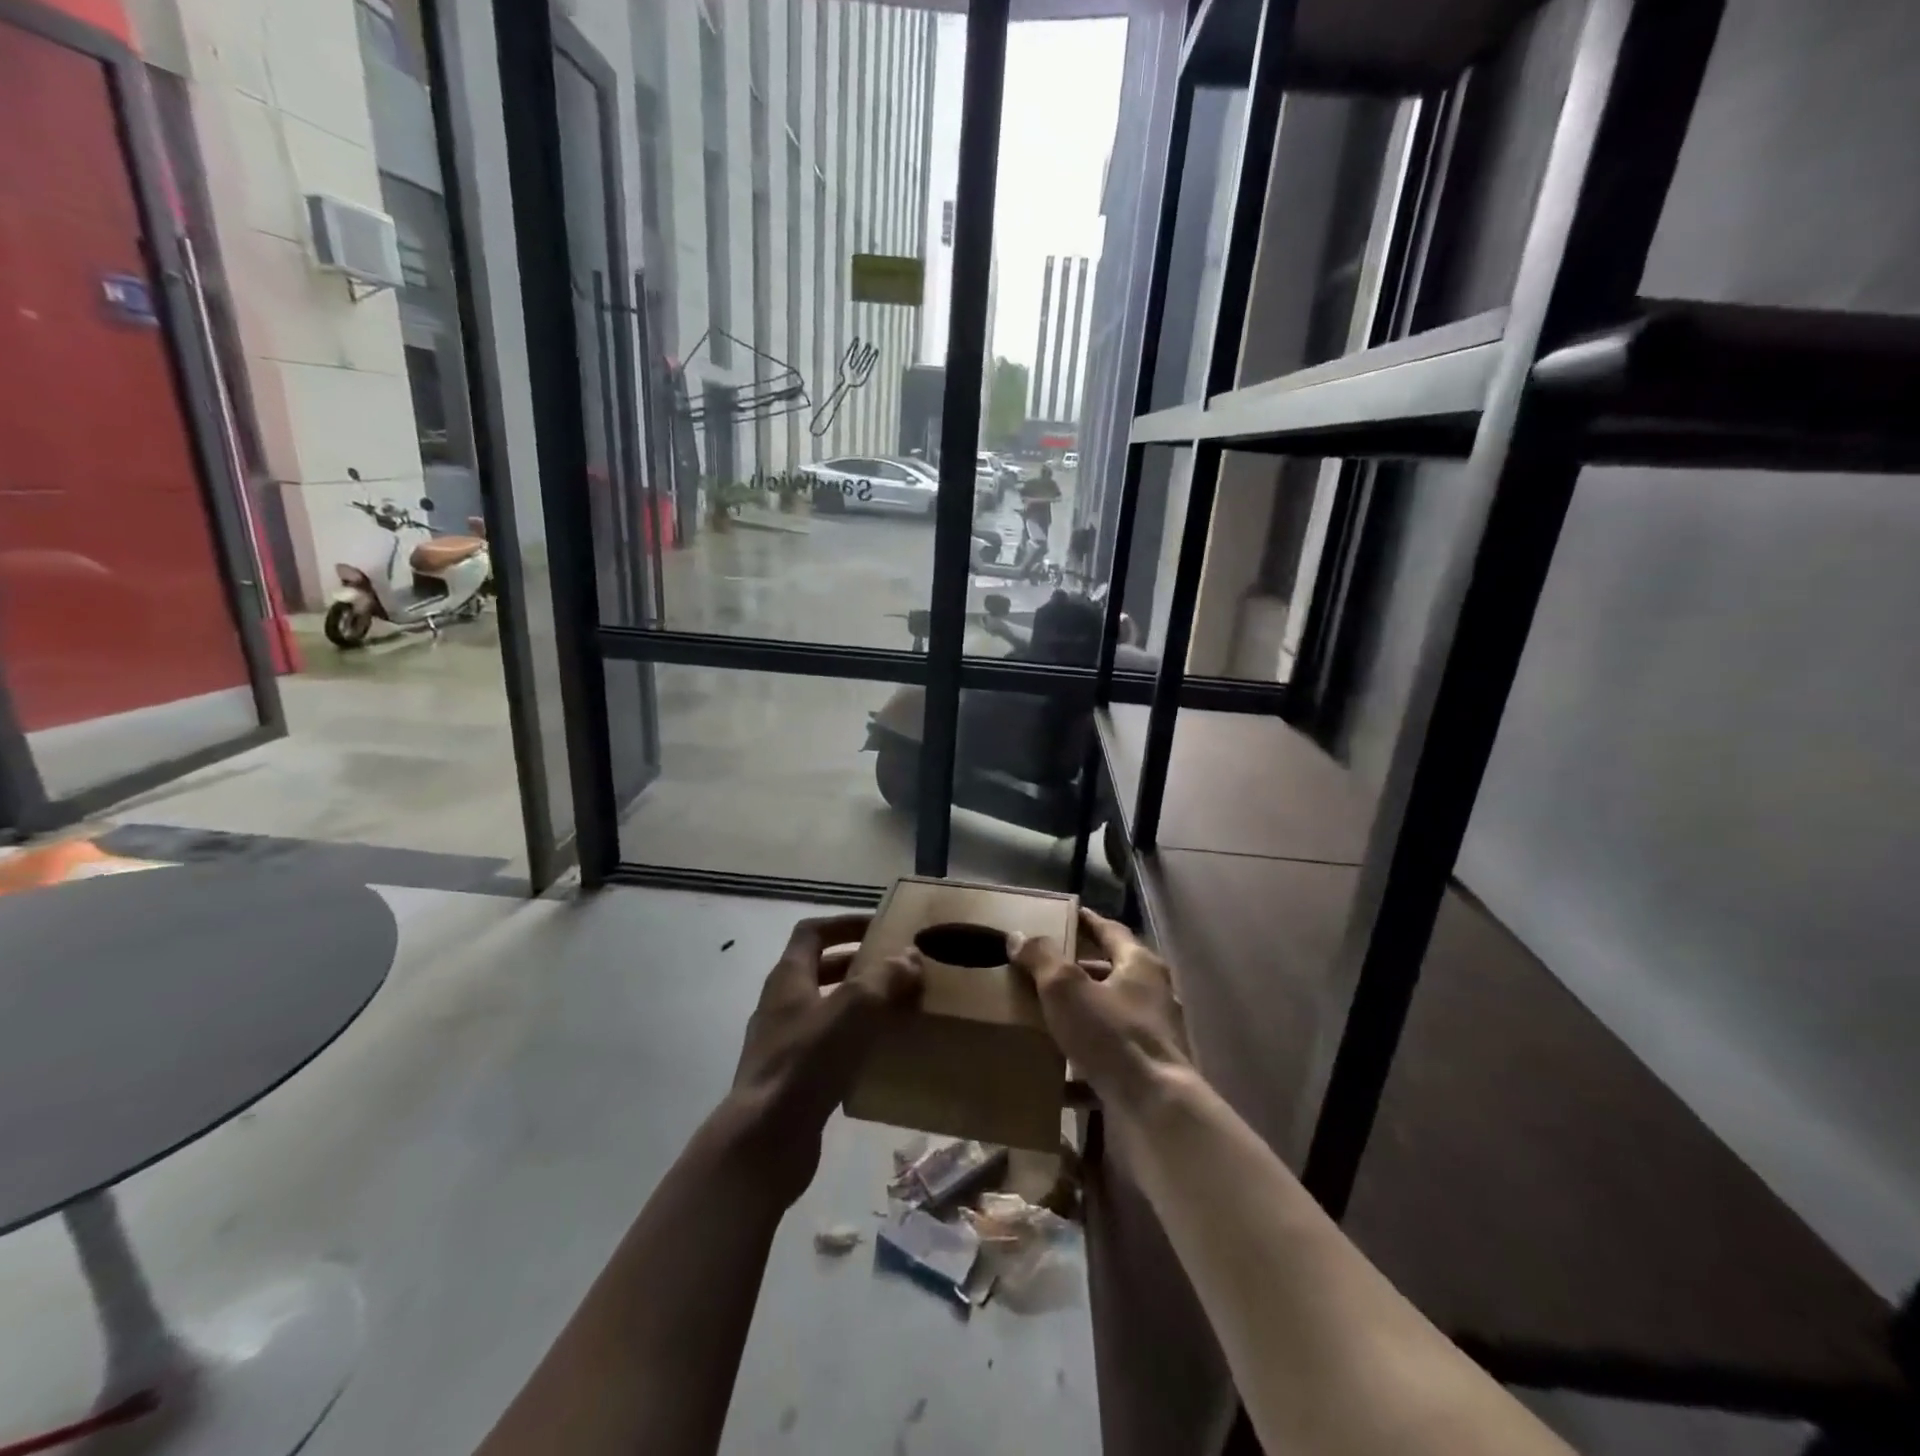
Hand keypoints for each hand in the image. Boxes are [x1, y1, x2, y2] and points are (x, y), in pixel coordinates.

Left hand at [725, 914, 921, 1205]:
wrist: (765, 1140)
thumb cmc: (808, 1060)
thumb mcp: (854, 1008)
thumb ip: (884, 977)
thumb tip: (910, 956)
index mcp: (788, 977)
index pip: (812, 932)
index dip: (844, 924)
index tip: (879, 927)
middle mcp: (781, 1005)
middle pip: (819, 970)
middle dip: (858, 966)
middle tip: (896, 970)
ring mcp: (783, 1044)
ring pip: (825, 1011)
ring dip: (858, 1005)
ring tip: (896, 1010)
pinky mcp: (791, 1080)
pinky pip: (826, 1048)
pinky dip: (853, 1043)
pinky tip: (880, 1056)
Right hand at [1009, 909, 1189, 1110]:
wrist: (1155, 1110)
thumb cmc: (1113, 1035)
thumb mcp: (1066, 988)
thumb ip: (1041, 958)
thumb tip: (1018, 936)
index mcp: (1140, 965)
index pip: (1110, 931)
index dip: (1086, 922)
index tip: (1064, 916)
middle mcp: (1153, 995)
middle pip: (1110, 974)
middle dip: (1078, 972)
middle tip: (1042, 969)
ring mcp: (1152, 1037)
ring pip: (1108, 1018)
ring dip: (1079, 1017)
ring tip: (1043, 1018)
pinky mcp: (1146, 1074)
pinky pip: (1107, 1060)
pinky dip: (1082, 1064)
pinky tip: (1055, 1076)